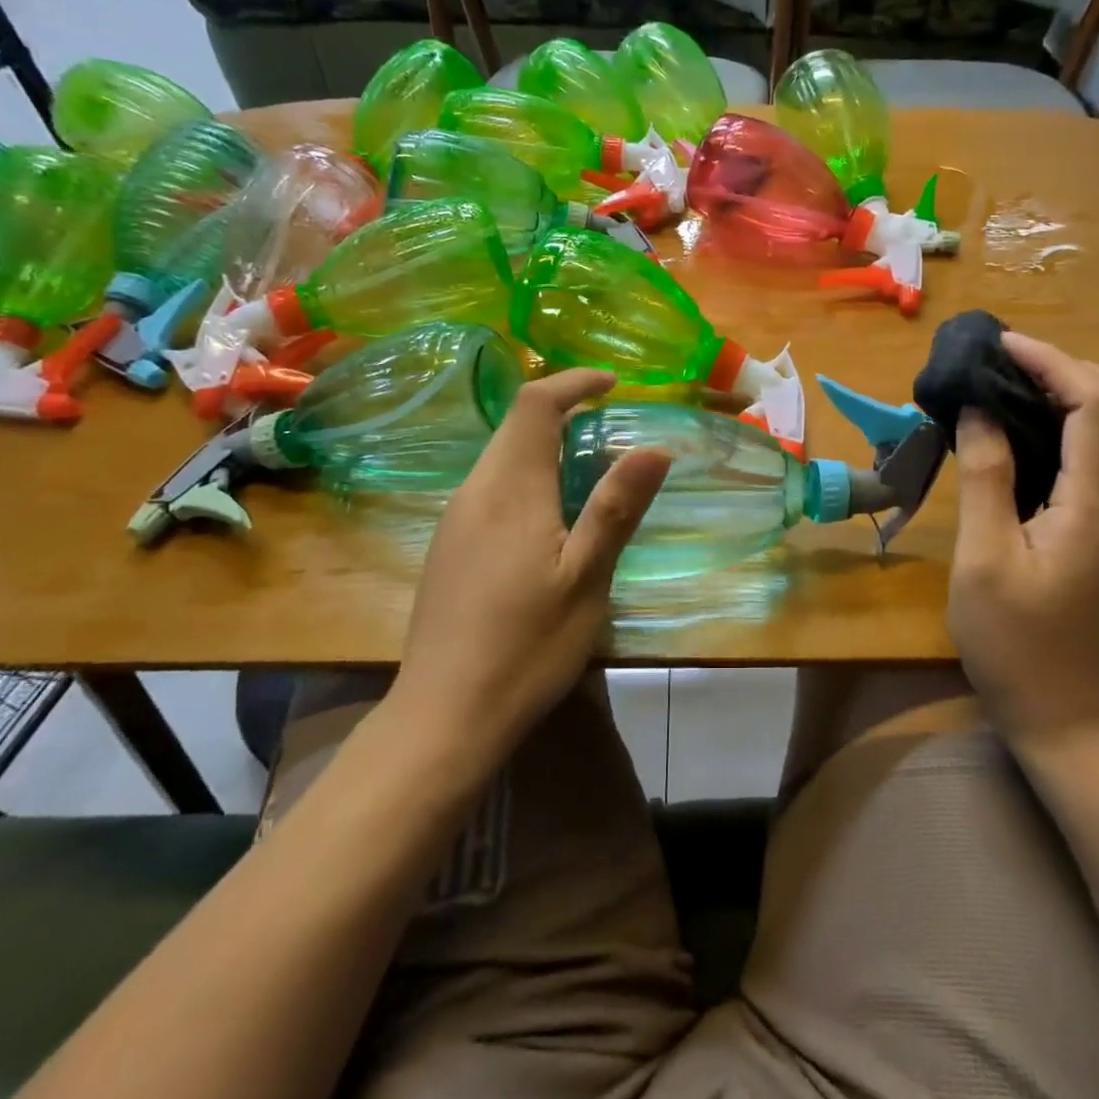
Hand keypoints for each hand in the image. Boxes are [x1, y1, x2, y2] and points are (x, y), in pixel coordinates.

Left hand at [389, 369, 669, 766]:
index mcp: (510, 489)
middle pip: (516, 427)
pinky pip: (491, 489)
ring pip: (502, 458)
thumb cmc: (527, 646)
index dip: (573, 382)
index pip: (535, 404)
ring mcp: (455, 520)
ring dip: (546, 448)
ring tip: (591, 474)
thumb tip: (654, 446)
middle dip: (564, 413)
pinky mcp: (449, 547)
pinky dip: (528, 479)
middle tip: (613, 430)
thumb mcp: (587, 578)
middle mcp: (475, 491)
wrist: (444, 716)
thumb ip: (616, 508)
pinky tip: (550, 522)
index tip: (612, 384)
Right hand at [948, 332, 1098, 744]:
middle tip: (1005, 366)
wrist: (1065, 714)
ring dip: (1075, 390)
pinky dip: (1075, 421)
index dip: (1050, 361)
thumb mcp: (984, 559)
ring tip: (1011, 387)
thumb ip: (985, 476)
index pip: (1095, 403)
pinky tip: (1028, 430)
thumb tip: (977, 411)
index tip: (998, 345)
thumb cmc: (1013, 643)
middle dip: (1069, 367)